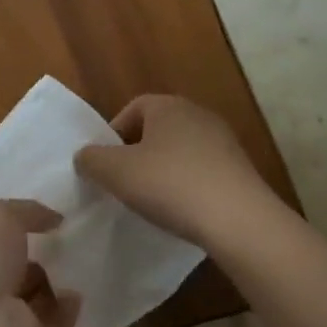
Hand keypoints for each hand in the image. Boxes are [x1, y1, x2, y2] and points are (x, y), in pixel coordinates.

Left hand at [0, 200, 79, 326]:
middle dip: (34, 257)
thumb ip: (25, 211)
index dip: (11, 228)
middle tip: (67, 241)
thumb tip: (52, 218)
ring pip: (32, 300)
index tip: (45, 217)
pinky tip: (79, 294)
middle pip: (10, 271)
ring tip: (81, 264)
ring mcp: (3, 321)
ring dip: (53, 285)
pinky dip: (66, 312)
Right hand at [74, 95, 279, 248]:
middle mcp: (199, 115)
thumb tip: (86, 156)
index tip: (105, 162)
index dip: (114, 133)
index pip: (133, 108)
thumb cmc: (169, 184)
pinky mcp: (240, 171)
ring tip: (150, 199)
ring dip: (162, 170)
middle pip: (157, 129)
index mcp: (169, 106)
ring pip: (180, 151)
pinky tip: (180, 210)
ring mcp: (225, 143)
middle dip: (137, 153)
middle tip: (123, 181)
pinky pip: (202, 172)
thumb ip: (91, 159)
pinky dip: (186, 186)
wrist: (238, 220)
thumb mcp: (114, 172)